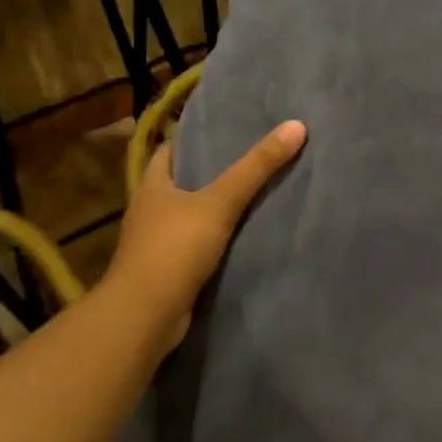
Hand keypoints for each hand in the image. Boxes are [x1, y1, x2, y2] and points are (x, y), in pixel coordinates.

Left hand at [101, 120, 306, 347]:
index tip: (221, 130)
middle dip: (207, 173)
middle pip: (179, 183)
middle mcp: (148, 212)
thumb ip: (257, 167)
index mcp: (152, 187)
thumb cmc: (175, 248)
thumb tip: (296, 125)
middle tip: (247, 158)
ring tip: (250, 195)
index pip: (168, 151)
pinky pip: (193, 247)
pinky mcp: (165, 272)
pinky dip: (213, 240)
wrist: (145, 316)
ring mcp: (154, 245)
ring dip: (211, 209)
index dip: (191, 139)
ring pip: (187, 216)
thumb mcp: (221, 202)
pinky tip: (240, 237)